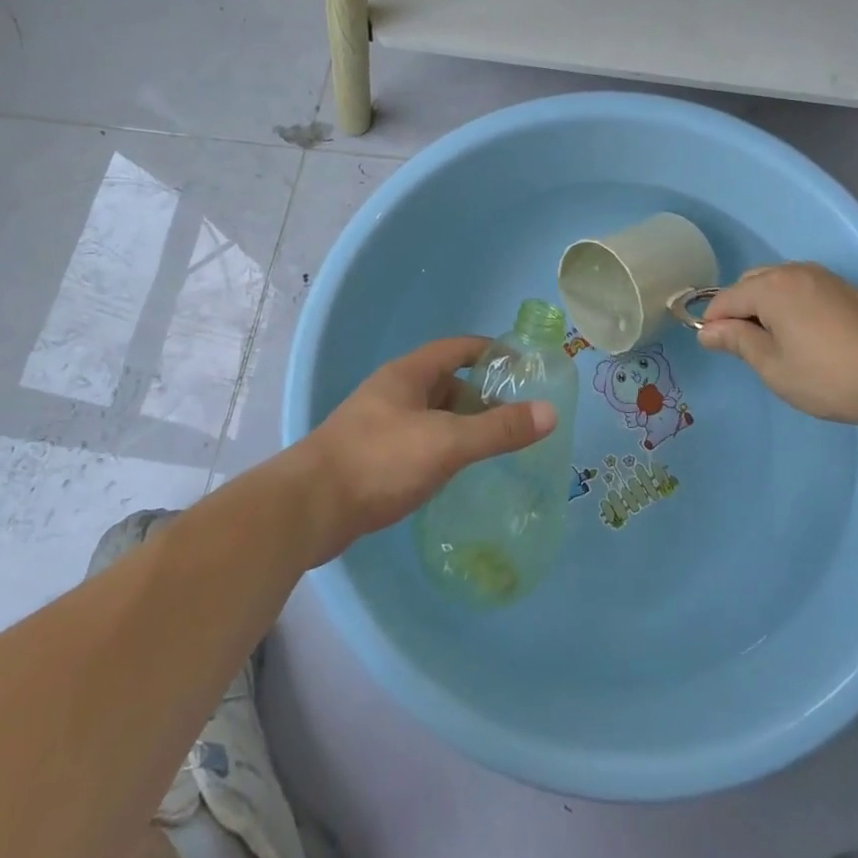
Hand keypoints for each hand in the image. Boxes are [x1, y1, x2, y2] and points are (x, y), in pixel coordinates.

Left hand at [294, 337, 558, 563]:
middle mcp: (393, 392)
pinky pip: (417, 442)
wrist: (308, 509)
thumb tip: (549, 413)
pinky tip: (454, 473)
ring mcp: (378, 425)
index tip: (523, 368)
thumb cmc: (379, 461)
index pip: (457, 348)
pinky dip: (441, 449)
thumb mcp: (446, 443)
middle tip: (515, 416)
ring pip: (431, 415)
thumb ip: (497, 430)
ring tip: (492, 446)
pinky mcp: (370, 458)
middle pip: (445, 382)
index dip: (490, 351)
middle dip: (480, 395)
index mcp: (408, 374)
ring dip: (460, 425)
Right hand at [697, 262, 857, 426]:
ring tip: (777, 343)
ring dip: (767, 305)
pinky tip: (806, 336)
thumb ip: (738, 342)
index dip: (714, 322)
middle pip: (751, 283)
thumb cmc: (829, 376)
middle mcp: (795, 271)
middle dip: (740, 309)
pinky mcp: (846, 289)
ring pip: (779, 283)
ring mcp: (824, 277)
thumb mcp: (774, 366)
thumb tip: (708, 330)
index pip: (727, 298)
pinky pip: (803, 289)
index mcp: (771, 287)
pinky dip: (792, 305)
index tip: (715, 348)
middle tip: (748, 348)